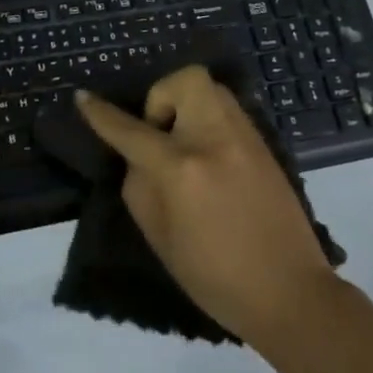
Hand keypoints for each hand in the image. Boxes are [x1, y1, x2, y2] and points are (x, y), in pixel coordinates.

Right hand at [76, 67, 339, 347]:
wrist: (290, 293)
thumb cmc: (216, 278)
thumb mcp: (160, 238)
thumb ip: (140, 186)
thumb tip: (137, 155)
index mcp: (182, 169)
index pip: (131, 130)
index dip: (101, 114)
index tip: (82, 97)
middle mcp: (214, 140)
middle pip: (185, 80)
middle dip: (163, 96)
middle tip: (159, 133)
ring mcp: (245, 138)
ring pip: (210, 89)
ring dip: (187, 106)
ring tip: (183, 145)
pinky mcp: (264, 145)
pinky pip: (227, 111)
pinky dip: (208, 120)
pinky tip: (208, 157)